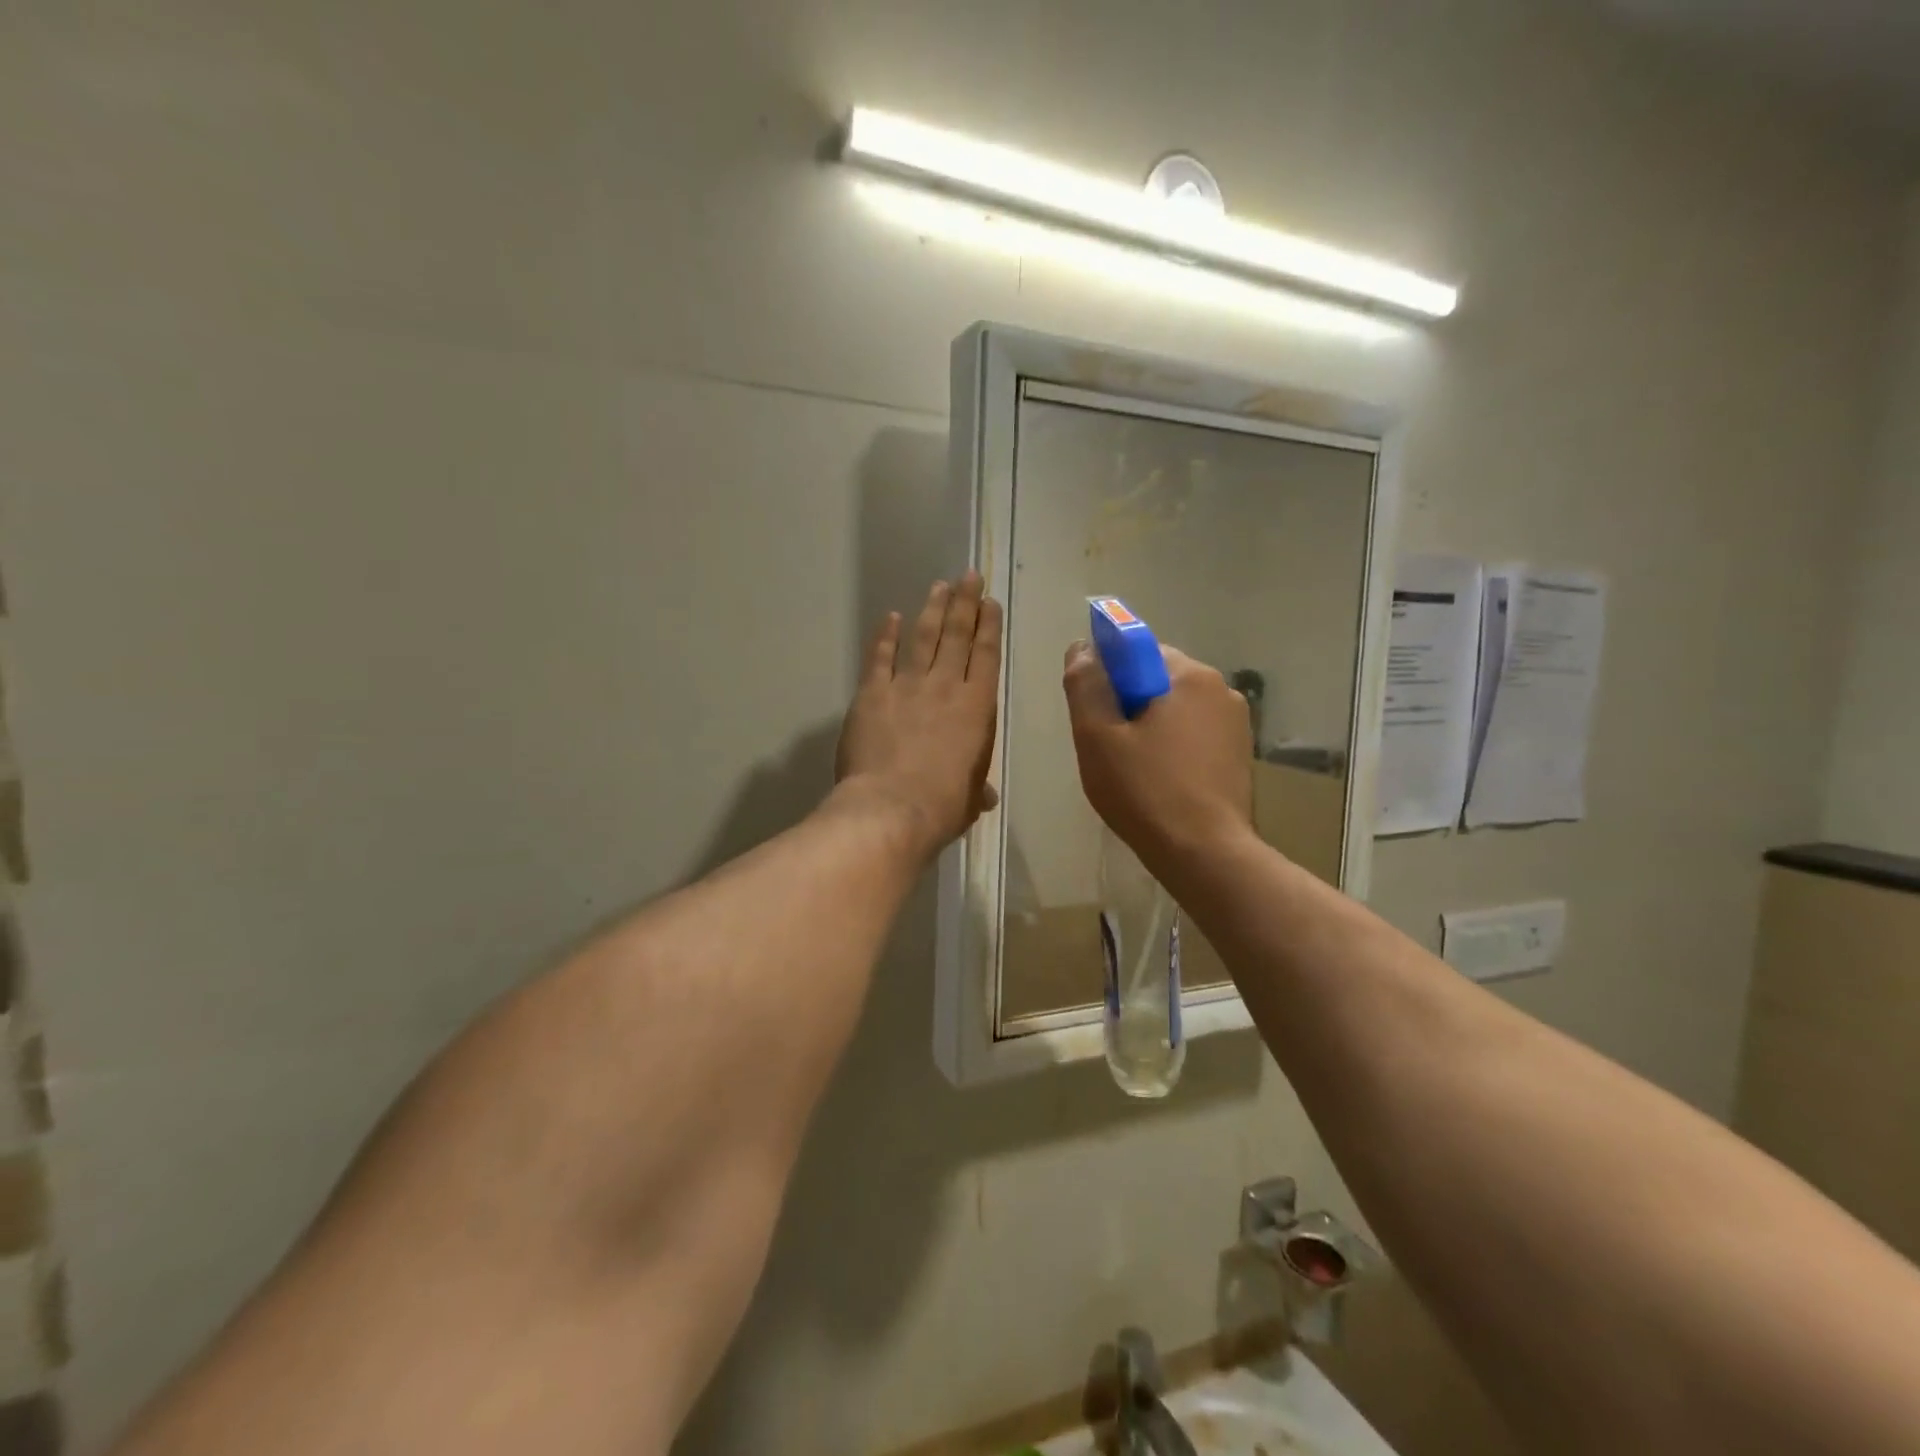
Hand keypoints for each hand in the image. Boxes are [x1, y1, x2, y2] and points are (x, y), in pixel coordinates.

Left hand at [834, 573, 1002, 860]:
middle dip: (964, 603)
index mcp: (977, 708)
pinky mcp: (873, 694)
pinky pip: (880, 658)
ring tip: (939, 585)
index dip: (989, 627)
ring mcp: (907, 687)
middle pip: (957, 636)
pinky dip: (885, 636)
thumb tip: (983, 796)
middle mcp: (946, 687)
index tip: (990, 602)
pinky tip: (891, 617)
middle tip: (968, 576)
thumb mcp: (968, 798)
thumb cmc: (942, 806)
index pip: (987, 657)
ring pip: (923, 638)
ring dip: (932, 610)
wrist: (892, 807)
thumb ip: (975, 788)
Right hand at [1062, 640, 1254, 872]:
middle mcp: (1221, 689)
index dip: (1108, 677)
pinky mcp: (1241, 754)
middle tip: (1109, 747)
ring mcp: (1237, 723)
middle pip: (1158, 680)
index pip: (1137, 651)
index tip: (1096, 713)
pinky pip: (1195, 734)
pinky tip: (1161, 781)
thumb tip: (1082, 649)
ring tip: (1134, 769)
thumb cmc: (1145, 791)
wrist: (1204, 854)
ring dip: (1152, 726)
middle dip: (1130, 703)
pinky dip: (1174, 747)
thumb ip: (1086, 685)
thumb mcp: (1098, 737)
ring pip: (1177, 709)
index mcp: (1189, 675)